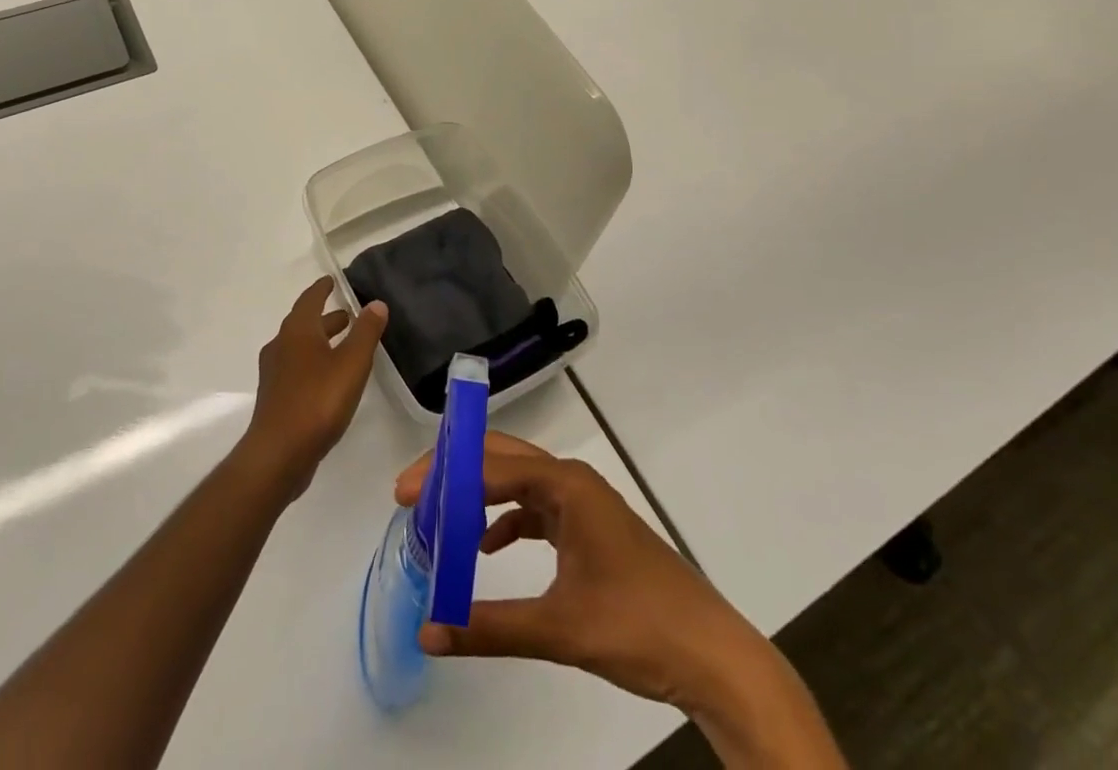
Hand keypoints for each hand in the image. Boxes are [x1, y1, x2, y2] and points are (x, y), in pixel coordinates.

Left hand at [243, 279, 387, 500]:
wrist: (278, 453)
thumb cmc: (317, 400)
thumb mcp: (351, 363)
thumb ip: (366, 332)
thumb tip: (376, 303)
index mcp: (298, 330)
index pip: (310, 299)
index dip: (322, 288)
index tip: (331, 280)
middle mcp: (281, 345)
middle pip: (304, 323)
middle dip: (326, 317)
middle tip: (348, 315)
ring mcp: (275, 373)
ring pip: (300, 347)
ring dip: (320, 341)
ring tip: (343, 346)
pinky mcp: (275, 397)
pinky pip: (297, 368)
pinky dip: (314, 362)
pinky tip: (328, 379)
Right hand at [392, 433, 754, 710]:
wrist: (714, 657)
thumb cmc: (639, 627)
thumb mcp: (560, 630)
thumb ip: (491, 628)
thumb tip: (428, 634)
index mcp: (565, 484)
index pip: (490, 465)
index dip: (442, 476)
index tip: (403, 495)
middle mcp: (571, 481)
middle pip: (501, 460)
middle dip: (454, 473)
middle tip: (411, 496)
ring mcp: (583, 504)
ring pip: (518, 483)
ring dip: (477, 496)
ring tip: (438, 518)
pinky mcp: (590, 530)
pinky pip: (536, 510)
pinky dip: (506, 520)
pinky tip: (487, 547)